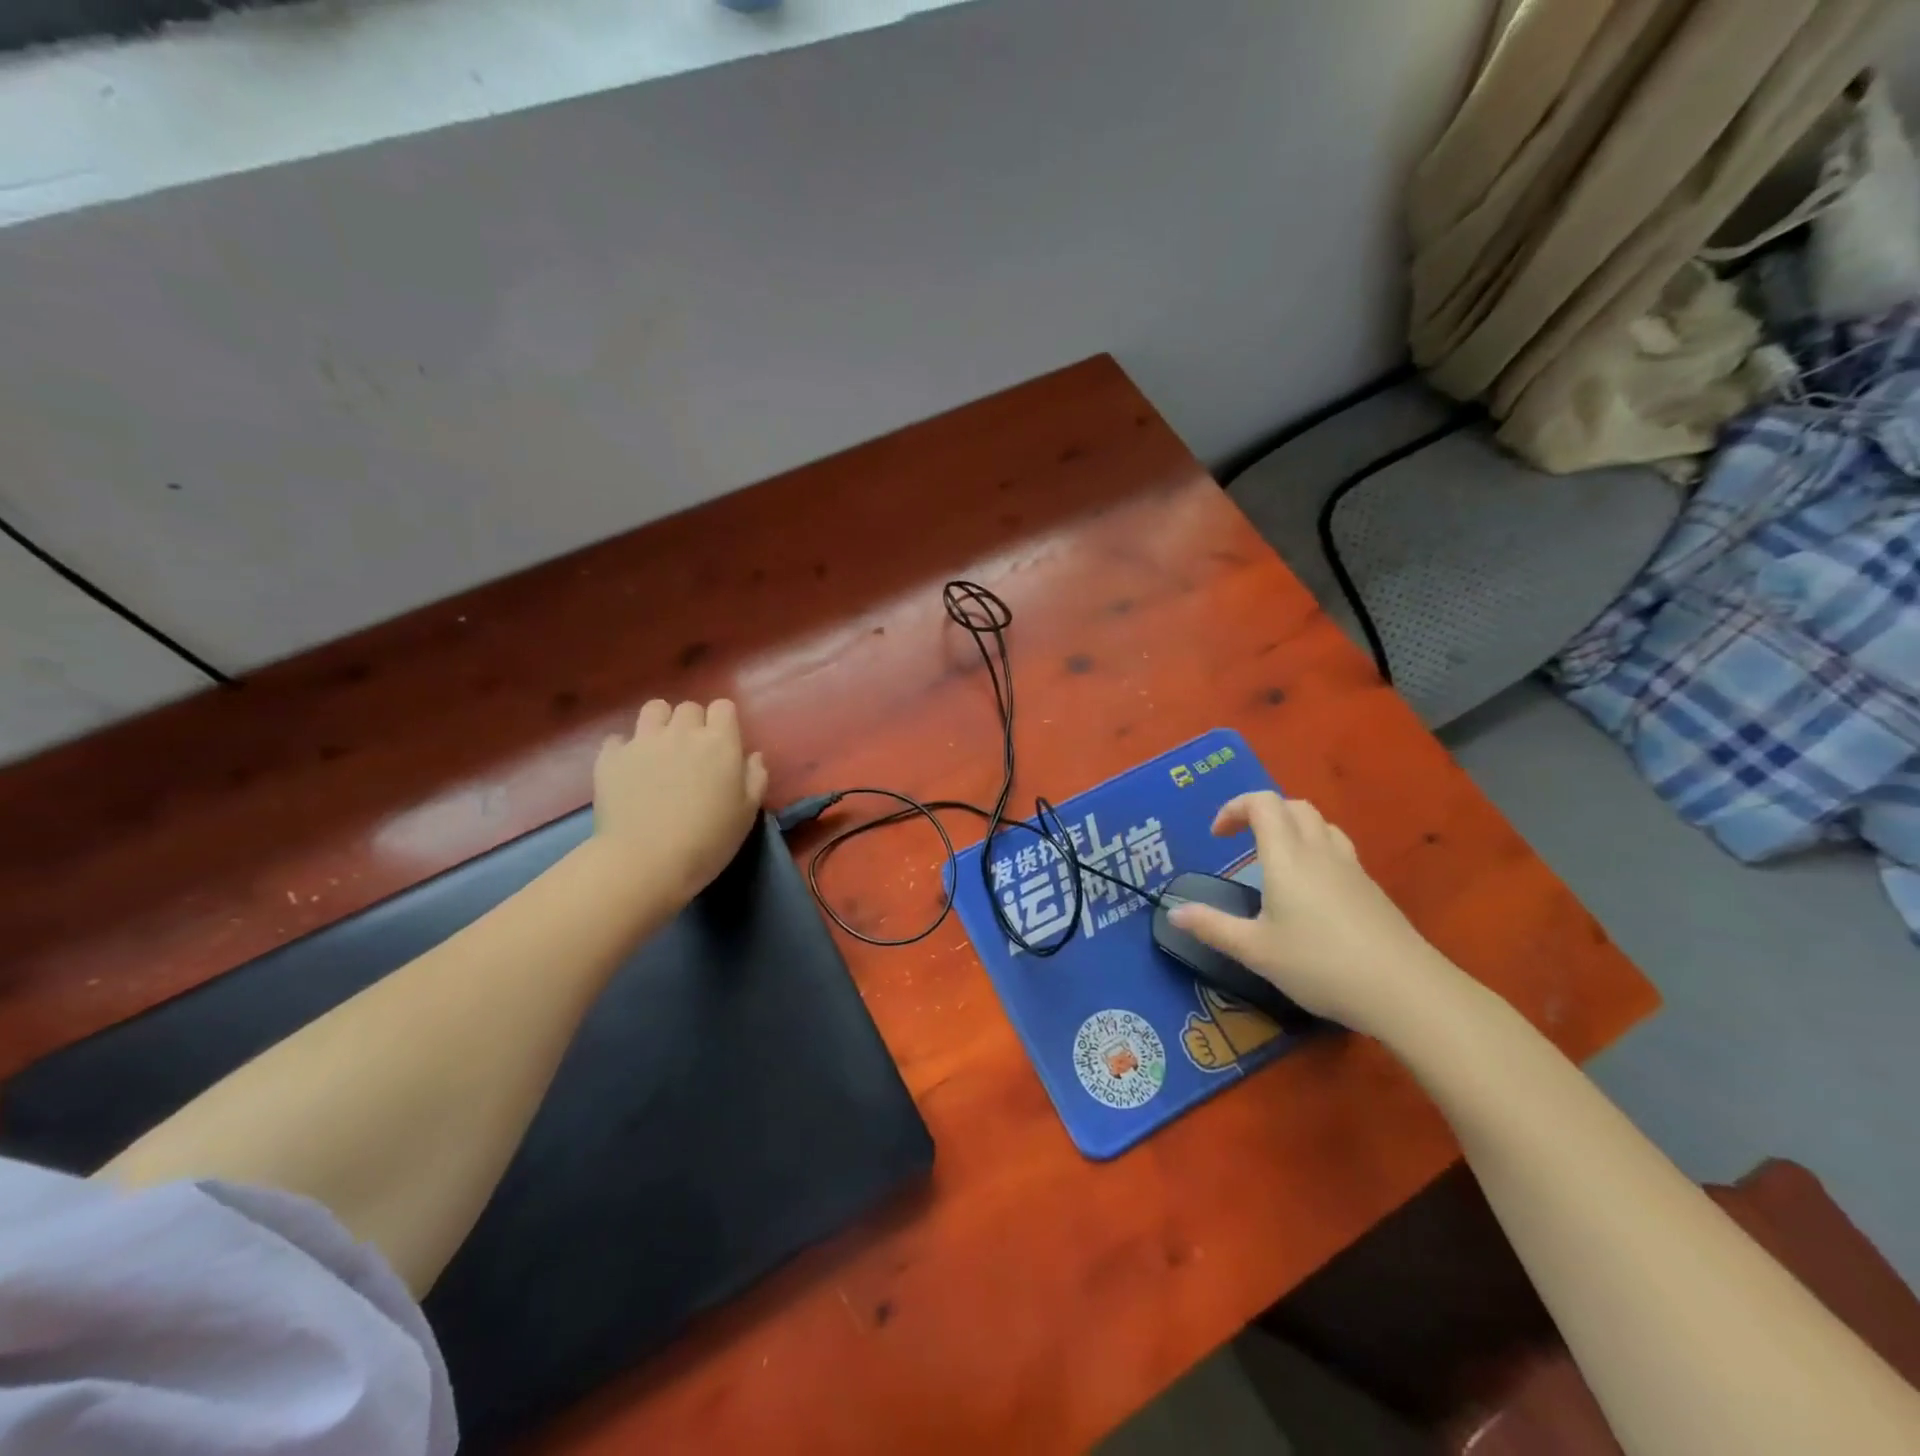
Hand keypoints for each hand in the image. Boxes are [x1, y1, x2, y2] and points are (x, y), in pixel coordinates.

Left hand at [591, 700, 768, 903]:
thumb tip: (753, 755)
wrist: (646, 861)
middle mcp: (681, 732)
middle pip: (688, 707)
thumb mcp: (747, 813)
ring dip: (660, 723)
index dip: (723, 721)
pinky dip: (625, 749)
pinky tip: (630, 769)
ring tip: (660, 749)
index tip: (723, 743)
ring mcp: (643, 741)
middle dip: (693, 723)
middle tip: (692, 752)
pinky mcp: (611, 757)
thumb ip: (755, 777)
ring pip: (653, 709)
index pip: (724, 706)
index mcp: (719, 742)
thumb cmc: (708, 840)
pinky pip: (618, 739)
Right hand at [1166, 792, 1459, 1038]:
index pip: (1262, 803)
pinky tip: (1310, 891)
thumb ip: (1212, 927)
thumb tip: (1173, 912)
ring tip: (1275, 861)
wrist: (1405, 990)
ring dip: (1291, 828)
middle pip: (1292, 806)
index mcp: (1287, 857)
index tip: (1216, 836)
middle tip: (1240, 841)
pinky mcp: (1371, 888)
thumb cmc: (1320, 964)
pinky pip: (1338, 849)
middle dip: (1261, 813)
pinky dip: (1315, 850)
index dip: (1234, 808)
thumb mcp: (1255, 951)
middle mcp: (1320, 851)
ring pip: (1320, 824)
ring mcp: (1351, 868)